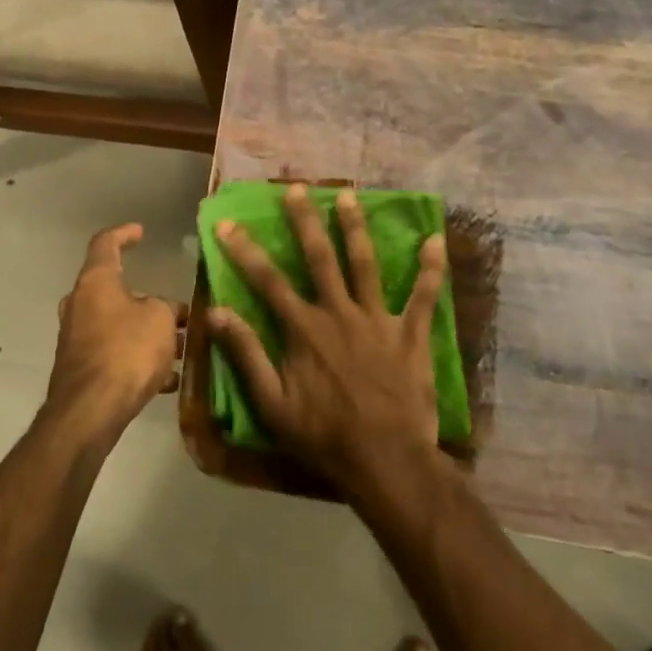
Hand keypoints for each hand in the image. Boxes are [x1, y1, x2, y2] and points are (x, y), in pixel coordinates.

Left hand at [48, 224, 184, 441]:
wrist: (90, 410)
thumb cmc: (127, 350)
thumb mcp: (161, 320)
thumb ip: (166, 308)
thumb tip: (165, 311)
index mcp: (95, 281)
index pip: (105, 243)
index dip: (124, 234)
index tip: (141, 233)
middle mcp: (79, 304)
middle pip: (113, 290)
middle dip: (147, 299)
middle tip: (174, 311)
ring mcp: (76, 337)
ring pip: (117, 325)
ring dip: (146, 333)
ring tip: (180, 348)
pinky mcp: (80, 368)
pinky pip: (114, 354)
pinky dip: (138, 359)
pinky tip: (167, 379)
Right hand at [208, 185, 446, 496]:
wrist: (386, 461)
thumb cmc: (323, 435)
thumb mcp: (272, 404)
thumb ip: (246, 355)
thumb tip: (216, 313)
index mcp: (304, 329)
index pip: (267, 281)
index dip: (244, 250)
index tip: (227, 223)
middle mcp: (338, 313)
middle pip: (319, 258)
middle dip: (305, 221)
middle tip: (296, 189)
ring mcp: (377, 320)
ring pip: (365, 264)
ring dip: (355, 228)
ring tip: (349, 196)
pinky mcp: (410, 334)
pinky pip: (423, 295)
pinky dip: (431, 268)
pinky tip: (435, 239)